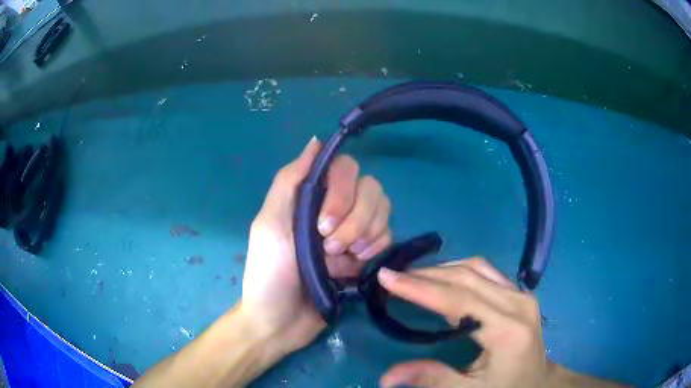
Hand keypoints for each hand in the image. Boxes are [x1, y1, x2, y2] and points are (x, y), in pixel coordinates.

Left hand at [240, 137, 391, 353]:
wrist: (281, 323)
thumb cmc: (270, 273)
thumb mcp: (270, 224)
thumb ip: (290, 181)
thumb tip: (317, 141)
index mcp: (310, 197)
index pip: (345, 169)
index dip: (343, 192)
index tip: (324, 225)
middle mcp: (335, 208)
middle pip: (370, 188)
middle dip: (355, 219)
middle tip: (331, 247)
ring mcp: (353, 231)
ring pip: (383, 210)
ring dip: (366, 233)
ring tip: (344, 259)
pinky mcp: (365, 255)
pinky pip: (387, 236)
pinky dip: (376, 247)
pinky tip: (357, 265)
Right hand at [377, 258, 549, 387]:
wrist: (539, 383)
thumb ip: (433, 380)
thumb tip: (386, 376)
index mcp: (508, 330)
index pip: (460, 300)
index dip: (421, 288)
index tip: (388, 277)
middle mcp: (518, 303)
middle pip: (467, 278)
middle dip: (426, 275)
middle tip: (393, 277)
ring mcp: (522, 295)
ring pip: (477, 268)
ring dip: (442, 270)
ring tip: (412, 277)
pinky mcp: (520, 294)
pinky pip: (486, 273)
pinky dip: (459, 272)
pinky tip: (443, 281)